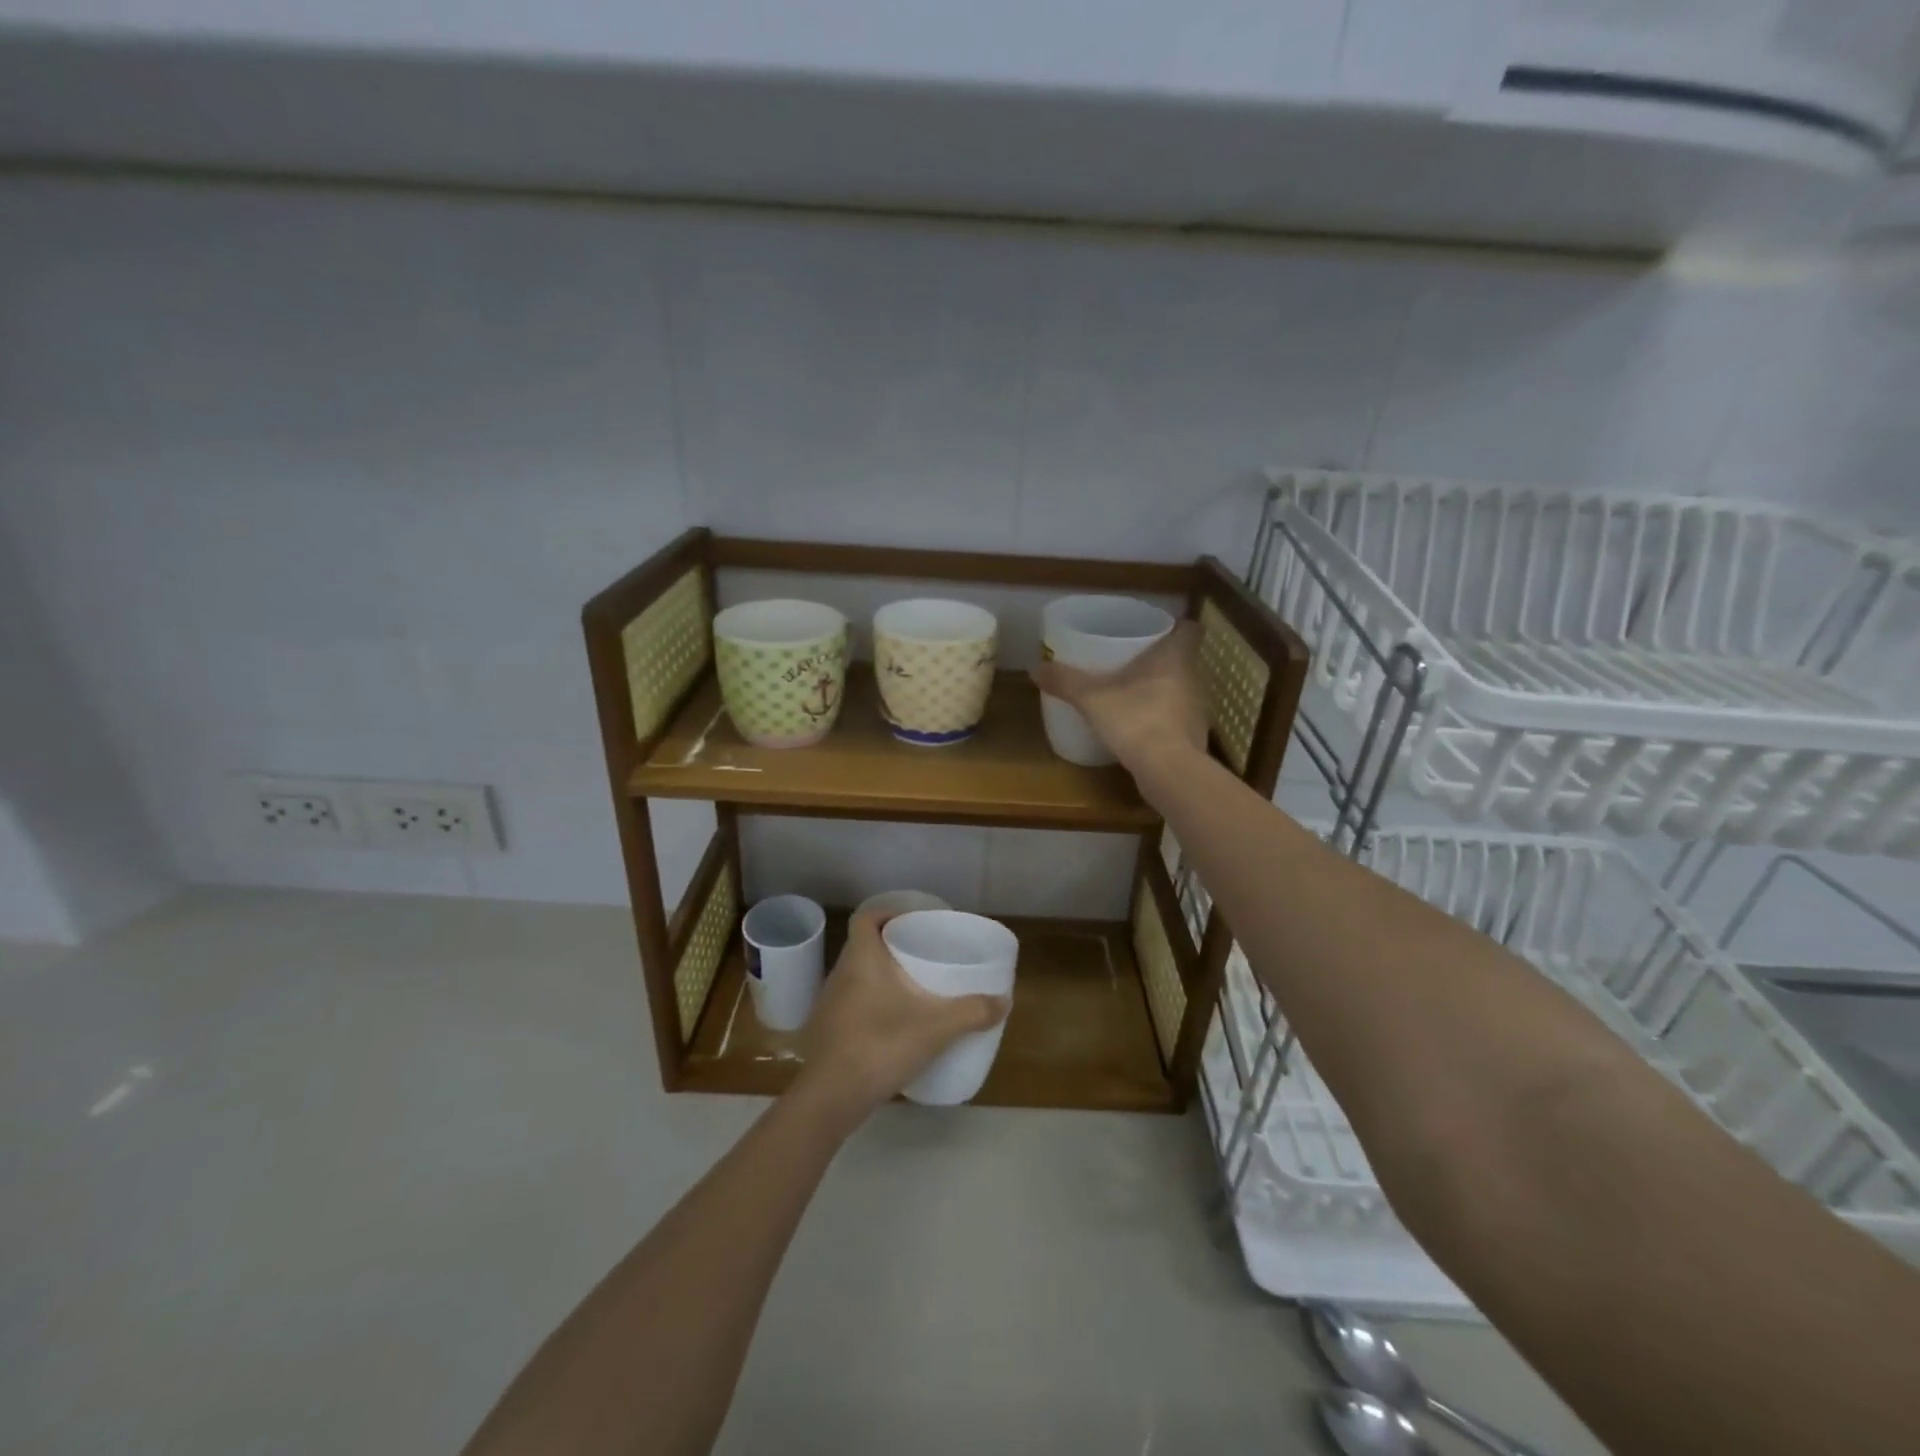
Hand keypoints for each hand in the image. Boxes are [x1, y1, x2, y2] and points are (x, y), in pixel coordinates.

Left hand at [792, 912, 1009, 1128]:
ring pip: (858, 978)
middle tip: (923, 956)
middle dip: (892, 948)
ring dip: (882, 979)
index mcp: (861, 959)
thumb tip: (1004, 1001)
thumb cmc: (879, 1045)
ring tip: (914, 990)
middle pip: (864, 947)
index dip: (887, 914)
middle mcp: (841, 974)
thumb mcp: (935, 1028)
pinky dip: (873, 1006)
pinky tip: (895, 1026)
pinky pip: (854, 1005)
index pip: (866, 918)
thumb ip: (972, 1012)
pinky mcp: (829, 1033)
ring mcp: (830, 1005)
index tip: (913, 923)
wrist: (828, 1098)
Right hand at [1031, 620, 1206, 775]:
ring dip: (1162, 690)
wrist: (1169, 771)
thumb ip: (1066, 682)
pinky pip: (1178, 718)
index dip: (1176, 626)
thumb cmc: (1136, 719)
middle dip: (1160, 660)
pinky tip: (1140, 727)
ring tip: (1132, 694)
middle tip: (1131, 661)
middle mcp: (1193, 679)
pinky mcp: (1194, 737)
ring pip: (1181, 689)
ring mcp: (1197, 710)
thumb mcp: (1092, 699)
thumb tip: (1035, 669)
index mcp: (1175, 657)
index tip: (1155, 630)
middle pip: (1182, 660)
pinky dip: (1163, 719)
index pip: (1190, 629)